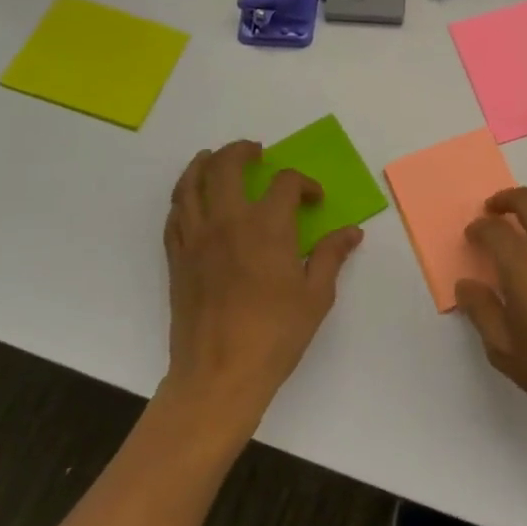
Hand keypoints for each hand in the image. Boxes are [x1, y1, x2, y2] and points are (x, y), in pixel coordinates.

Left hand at [162, 140, 363, 426]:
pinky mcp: (177, 259)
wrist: (218, 375)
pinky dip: (184, 198)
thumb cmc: (275, 335)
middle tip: (257, 152)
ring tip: (214, 158)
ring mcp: (196, 239)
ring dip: (203, 164)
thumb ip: (331, 256)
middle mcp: (227, 222)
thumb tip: (351, 232)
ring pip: (190, 184)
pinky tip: (193, 201)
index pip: (284, 183)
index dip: (304, 183)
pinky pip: (175, 215)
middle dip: (242, 151)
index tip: (314, 199)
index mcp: (266, 227)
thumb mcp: (316, 295)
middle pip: (226, 166)